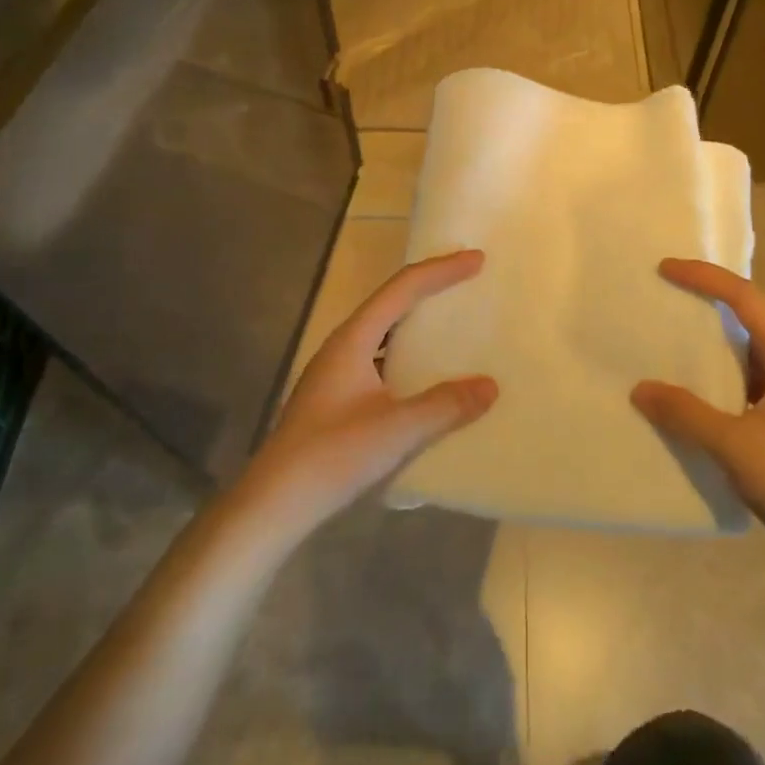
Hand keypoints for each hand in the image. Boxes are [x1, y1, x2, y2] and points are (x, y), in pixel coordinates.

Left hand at [238, 250, 496, 542]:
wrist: (274, 503)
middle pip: (391, 303)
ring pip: (385, 333)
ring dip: (418, 324)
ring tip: (453, 325)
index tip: (476, 261)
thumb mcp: (396, 430)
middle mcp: (343, 347)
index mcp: (353, 339)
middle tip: (468, 282)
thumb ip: (445, 406)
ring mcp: (337, 373)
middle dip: (430, 289)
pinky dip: (409, 356)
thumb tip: (490, 386)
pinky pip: (382, 360)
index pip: (402, 289)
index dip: (440, 271)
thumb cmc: (332, 456)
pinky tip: (426, 379)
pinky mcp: (337, 399)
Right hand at [632, 258, 764, 570]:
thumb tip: (639, 388)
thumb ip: (685, 414)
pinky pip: (748, 384)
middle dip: (707, 303)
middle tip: (664, 299)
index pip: (746, 299)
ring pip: (748, 354)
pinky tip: (693, 397)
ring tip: (669, 343)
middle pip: (749, 319)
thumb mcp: (735, 446)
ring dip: (712, 345)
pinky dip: (719, 380)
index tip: (664, 269)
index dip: (704, 277)